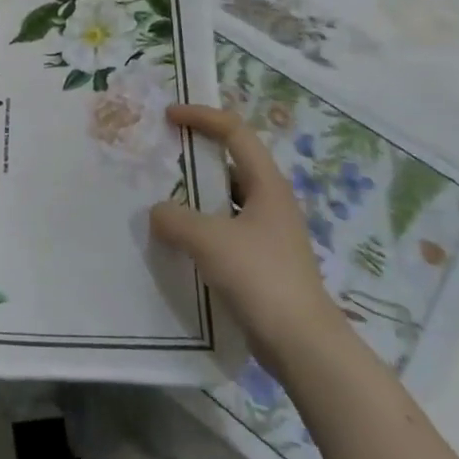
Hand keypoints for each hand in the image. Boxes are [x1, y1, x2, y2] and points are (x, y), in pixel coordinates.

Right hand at [151, 104, 347, 369]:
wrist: (302, 343)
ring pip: (226, 199)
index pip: (235, 132)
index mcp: (267, 184)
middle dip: (196, 154)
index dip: (202, 117)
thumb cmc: (260, 277)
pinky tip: (178, 241)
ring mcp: (269, 233)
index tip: (169, 116)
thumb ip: (175, 219)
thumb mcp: (209, 240)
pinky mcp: (262, 262)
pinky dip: (200, 226)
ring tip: (161, 197)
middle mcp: (271, 202)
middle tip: (161, 155)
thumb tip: (157, 213)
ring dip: (195, 194)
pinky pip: (225, 229)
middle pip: (231, 163)